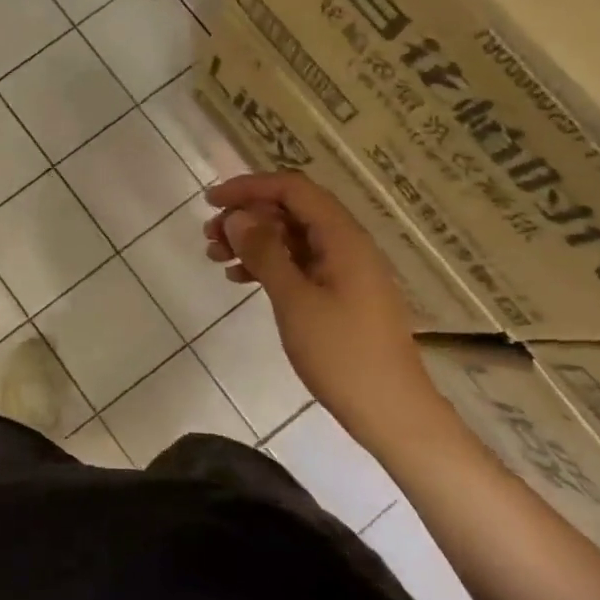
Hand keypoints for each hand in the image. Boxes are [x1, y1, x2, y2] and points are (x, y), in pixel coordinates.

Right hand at [203, 173, 449, 451]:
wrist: (391, 413)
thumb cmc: (342, 354)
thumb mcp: (295, 300)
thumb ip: (265, 253)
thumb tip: (237, 217)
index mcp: (343, 237)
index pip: (293, 189)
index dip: (250, 187)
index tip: (212, 202)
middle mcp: (346, 245)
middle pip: (291, 211)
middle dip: (247, 216)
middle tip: (208, 236)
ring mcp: (345, 270)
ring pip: (292, 238)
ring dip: (253, 241)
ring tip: (215, 257)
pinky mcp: (340, 295)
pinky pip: (299, 264)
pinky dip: (268, 265)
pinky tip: (240, 279)